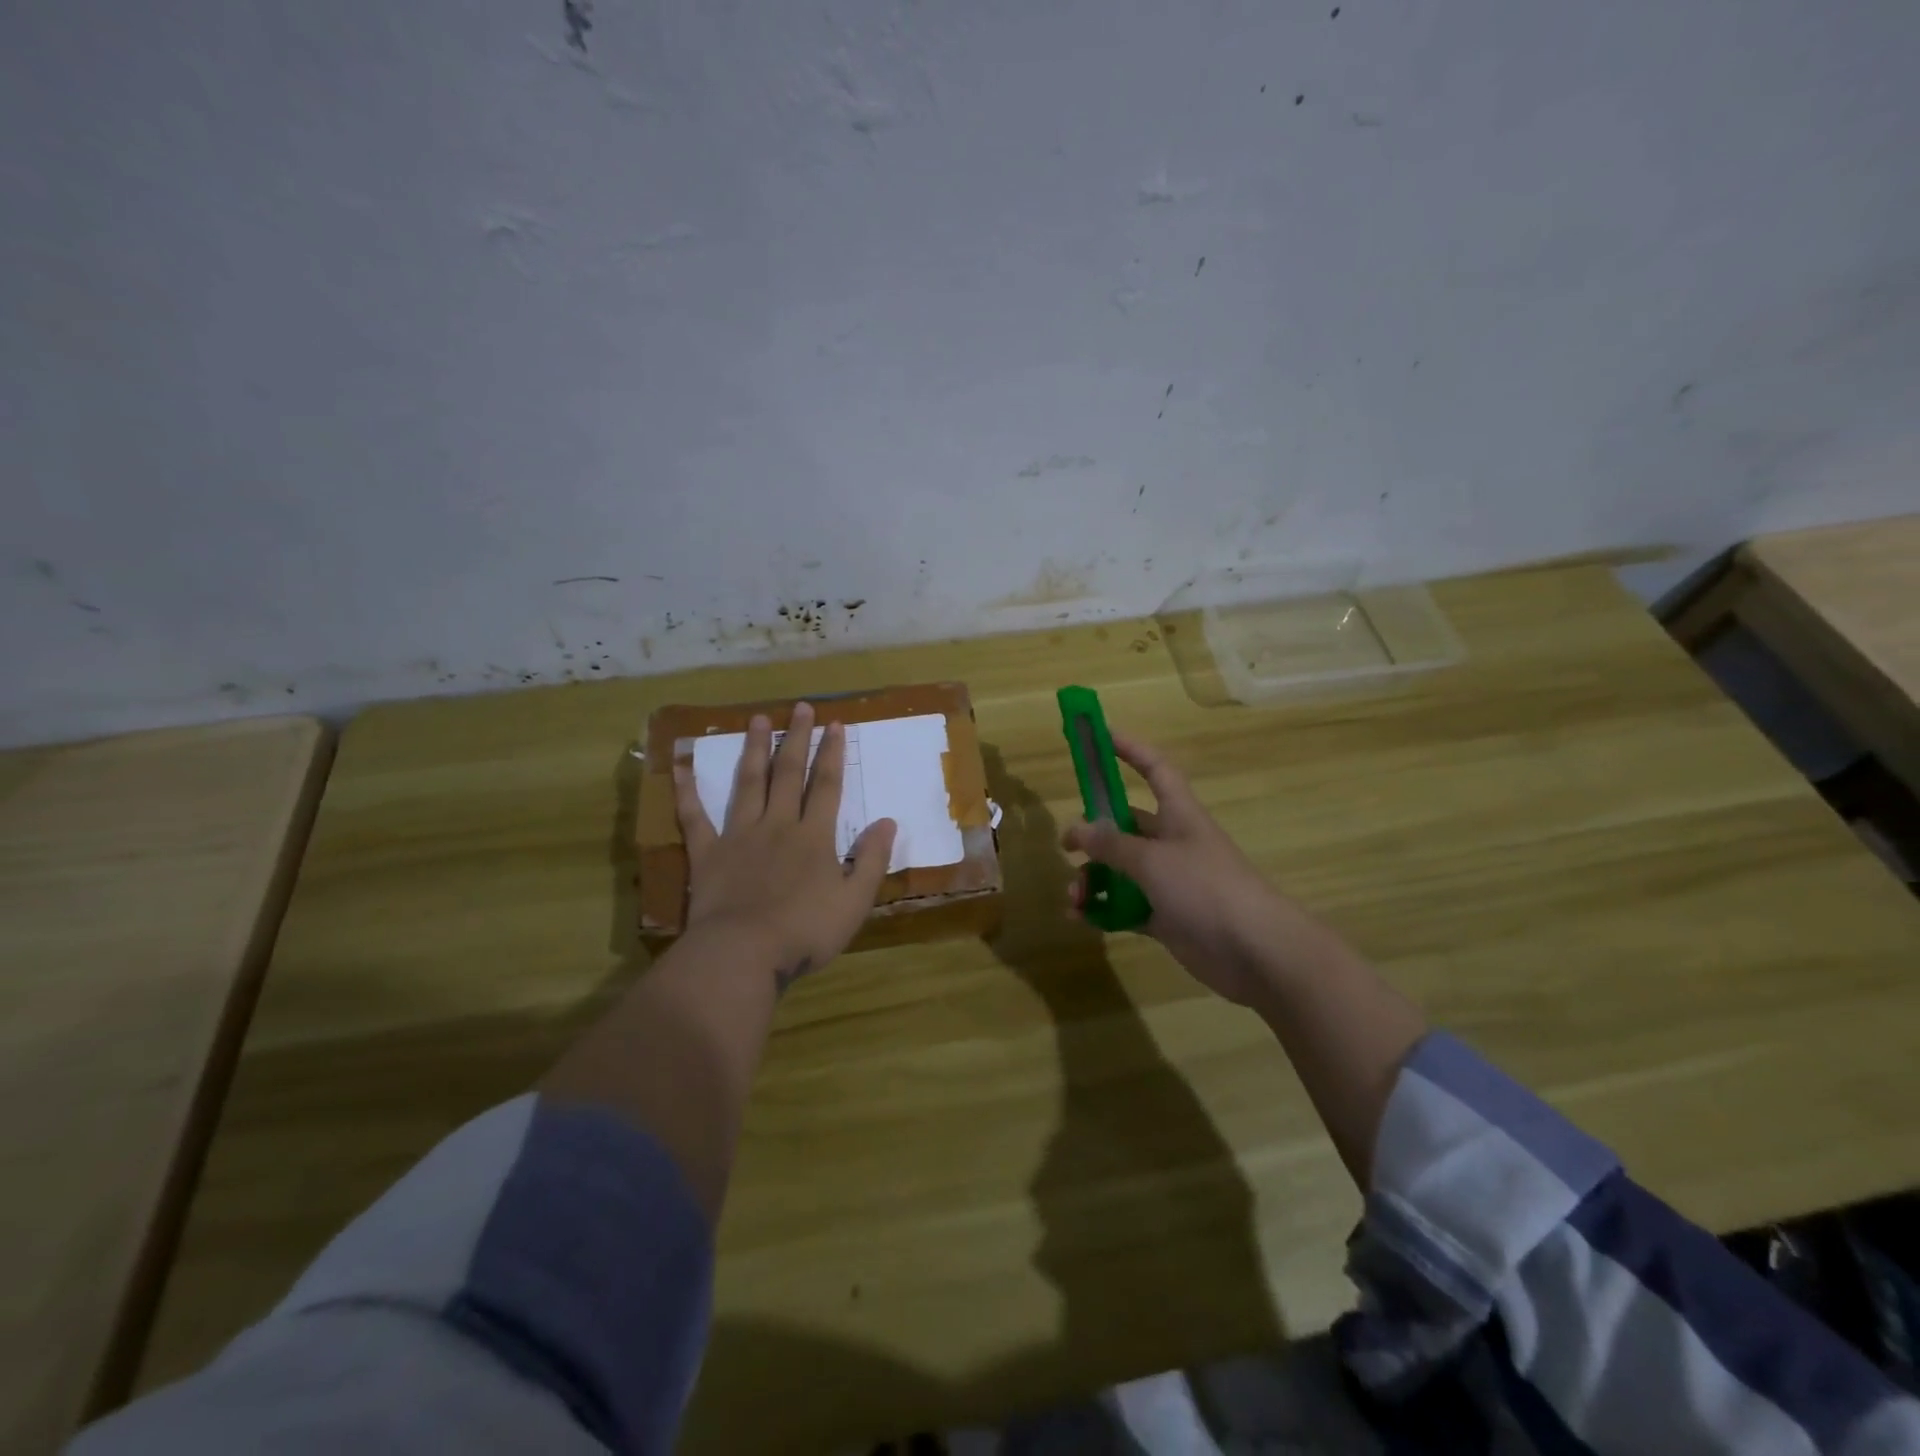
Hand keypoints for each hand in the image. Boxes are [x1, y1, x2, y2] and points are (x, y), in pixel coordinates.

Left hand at [673, 702, 896, 990]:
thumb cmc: (805, 931)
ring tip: (758, 719)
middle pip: (789, 774)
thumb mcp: (855, 902)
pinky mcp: (708, 854)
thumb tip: (888, 822)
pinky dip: (688, 791)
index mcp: (814, 837)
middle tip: (800, 707)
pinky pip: (695, 817)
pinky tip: (681, 767)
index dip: (832, 754)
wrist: (743, 953)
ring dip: (755, 749)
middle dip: (797, 738)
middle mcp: (777, 825)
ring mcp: (739, 836)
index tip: (836, 724)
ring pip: (748, 783)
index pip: (826, 786)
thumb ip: (871, 860)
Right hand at [1063, 730, 1311, 1004]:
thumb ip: (1112, 844)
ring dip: (1093, 879)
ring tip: (1074, 896)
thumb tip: (1079, 828)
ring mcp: (1170, 881)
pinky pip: (1126, 905)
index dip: (1129, 749)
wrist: (1256, 951)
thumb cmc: (1206, 888)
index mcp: (1179, 815)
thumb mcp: (1152, 860)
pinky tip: (1082, 918)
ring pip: (1121, 870)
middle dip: (1094, 833)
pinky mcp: (1167, 917)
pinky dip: (1104, 909)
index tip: (1100, 735)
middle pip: (1127, 826)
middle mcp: (1173, 843)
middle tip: (1066, 846)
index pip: (1154, 769)